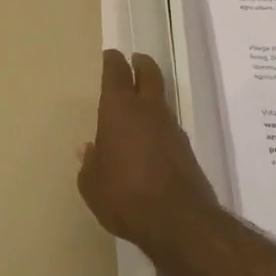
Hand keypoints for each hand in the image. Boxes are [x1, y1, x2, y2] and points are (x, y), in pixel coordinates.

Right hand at [77, 49, 223, 256]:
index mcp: (119, 109)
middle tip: (135, 59)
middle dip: (141, 64)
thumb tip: (89, 150)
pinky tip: (150, 140)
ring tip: (139, 103)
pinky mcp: (186, 150)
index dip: (112, 61)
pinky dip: (159, 125)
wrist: (178, 221)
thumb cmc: (124, 195)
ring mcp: (171, 128)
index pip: (116, 72)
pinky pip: (169, 126)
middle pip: (149, 74)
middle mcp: (148, 110)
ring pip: (161, 100)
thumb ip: (90, 164)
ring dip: (152, 95)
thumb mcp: (92, 184)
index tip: (110, 55)